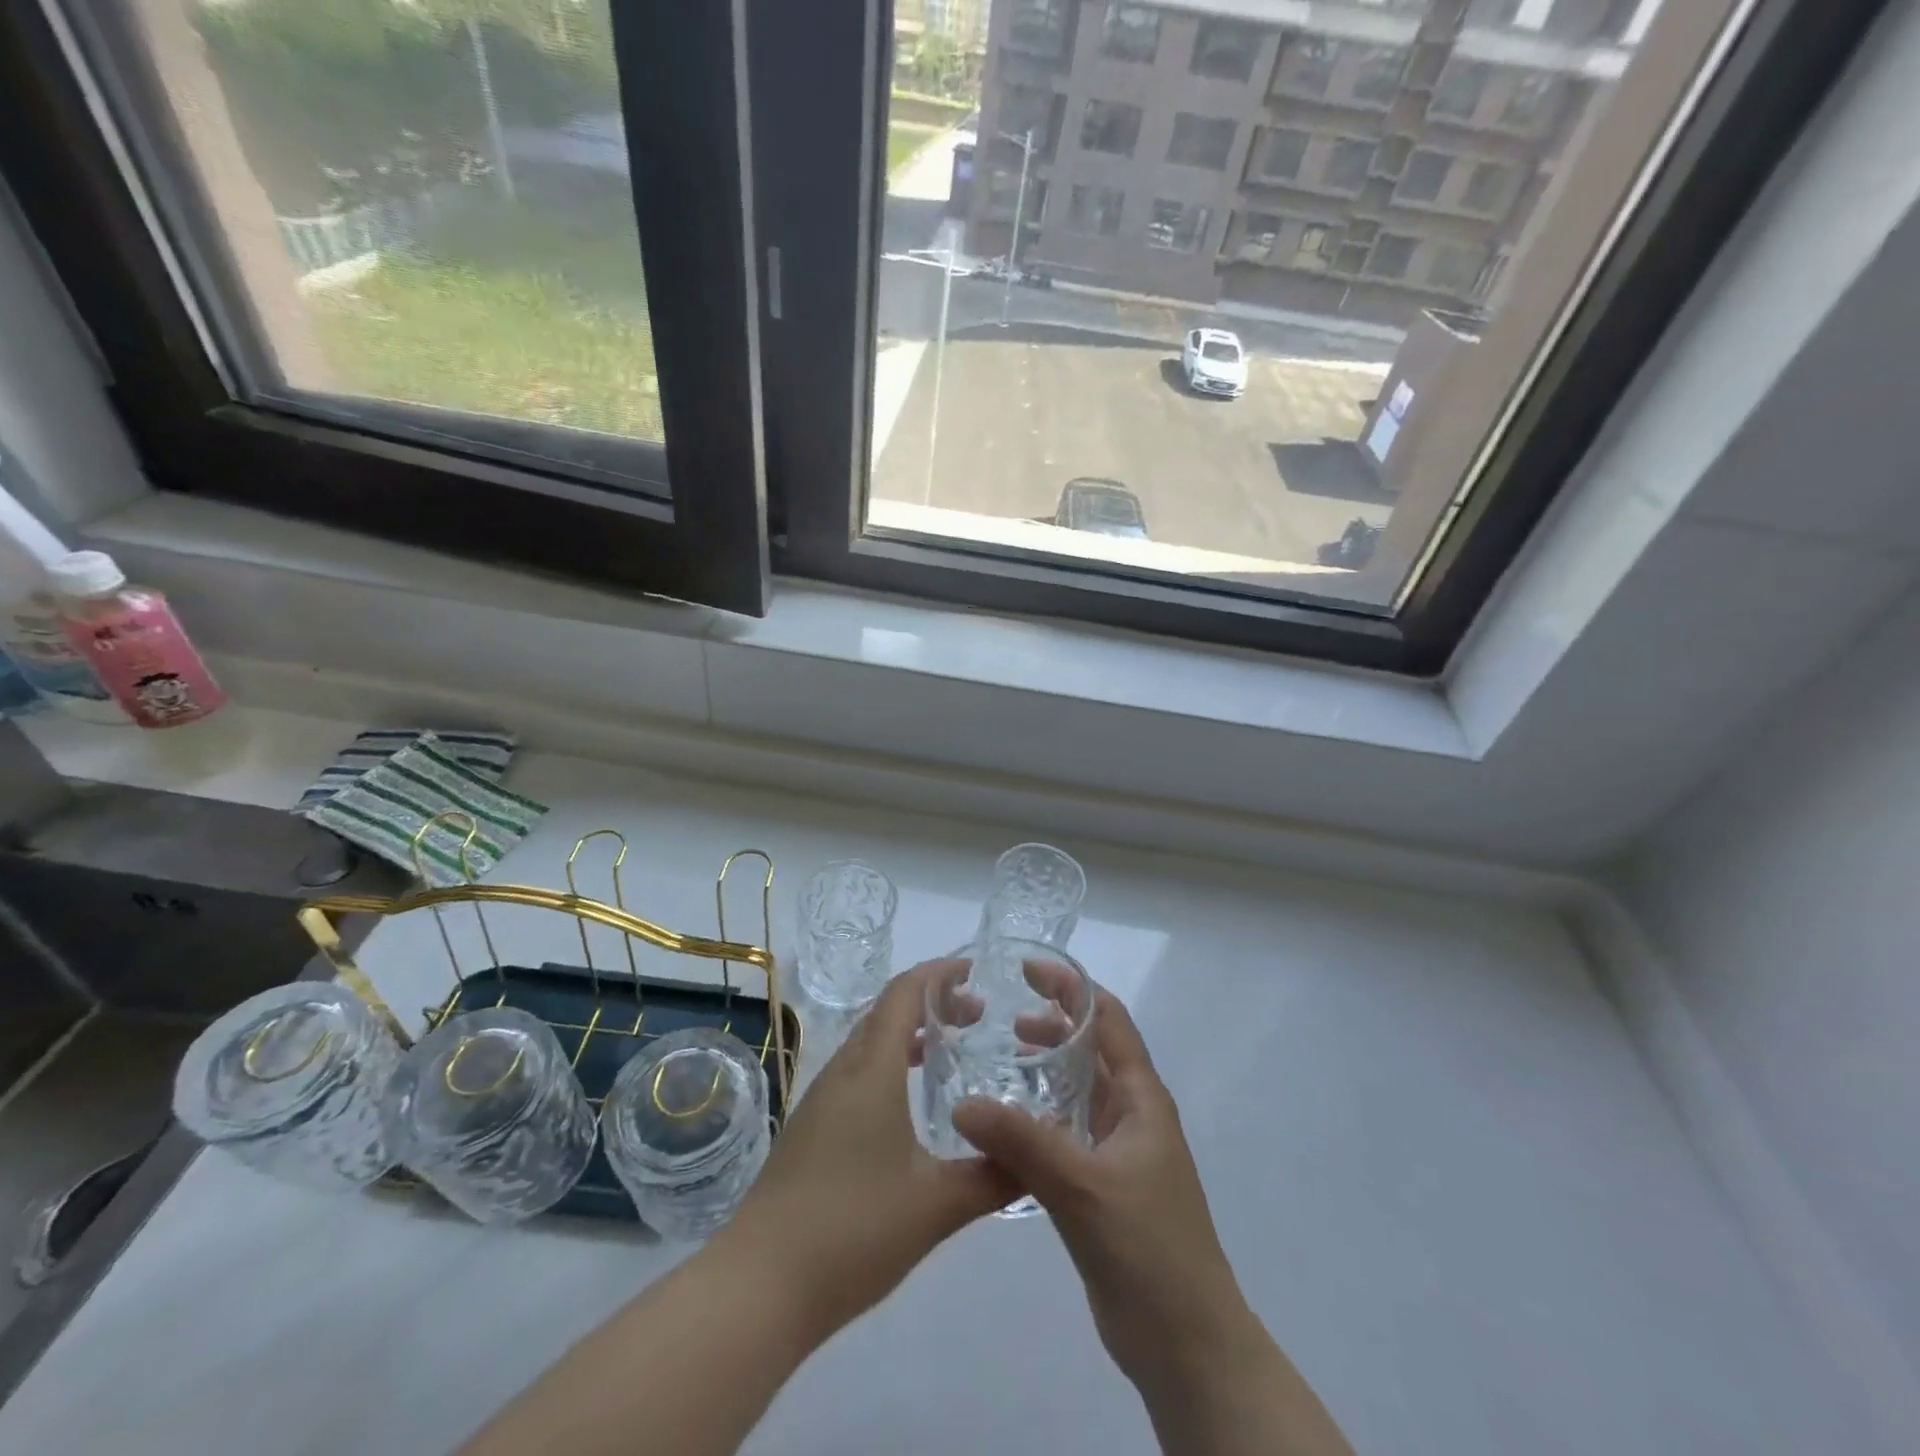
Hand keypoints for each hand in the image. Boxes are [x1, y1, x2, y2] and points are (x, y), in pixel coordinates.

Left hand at [718, 961, 1018, 1338]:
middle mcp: (842, 1072)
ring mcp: (820, 1100)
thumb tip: (1035, 1156)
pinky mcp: (810, 1129)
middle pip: (885, 1012)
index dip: (938, 974)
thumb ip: (992, 1176)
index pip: (903, 994)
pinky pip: (856, 1073)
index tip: (973, 971)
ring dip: (908, 1034)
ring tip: (949, 1050)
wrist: (760, 1285)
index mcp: (871, 1070)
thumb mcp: (936, 1206)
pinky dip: (890, 1064)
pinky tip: (909, 1104)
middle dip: (930, 1003)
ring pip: (869, 1043)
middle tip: (975, 1015)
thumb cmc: (852, 1229)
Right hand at [951, 986, 1255, 1394]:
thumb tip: (963, 1102)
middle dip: (1053, 1024)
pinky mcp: (1101, 1186)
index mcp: (1140, 1097)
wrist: (1186, 1344)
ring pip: (1077, 1091)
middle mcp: (1131, 1114)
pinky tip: (1004, 1124)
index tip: (1026, 971)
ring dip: (1045, 1069)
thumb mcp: (1083, 1186)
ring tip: (998, 1058)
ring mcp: (1117, 1151)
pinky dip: (1039, 1115)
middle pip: (1091, 1050)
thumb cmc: (1148, 1248)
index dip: (1071, 989)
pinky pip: (1066, 1132)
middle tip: (1000, 1015)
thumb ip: (1022, 1142)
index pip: (1108, 1020)